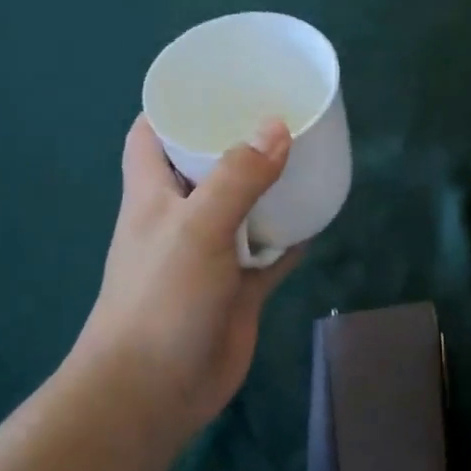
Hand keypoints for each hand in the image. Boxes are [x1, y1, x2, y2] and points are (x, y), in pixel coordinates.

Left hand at [72, 115, 301, 449]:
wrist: (155, 390)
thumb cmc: (162, 299)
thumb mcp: (196, 228)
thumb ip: (238, 178)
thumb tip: (278, 126)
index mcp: (153, 193)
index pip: (152, 134)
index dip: (176, 104)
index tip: (216, 80)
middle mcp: (180, 217)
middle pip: (206, 166)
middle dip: (236, 140)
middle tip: (279, 111)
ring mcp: (211, 254)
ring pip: (243, 207)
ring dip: (269, 186)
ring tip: (306, 153)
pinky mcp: (238, 287)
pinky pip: (269, 251)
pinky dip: (289, 236)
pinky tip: (318, 216)